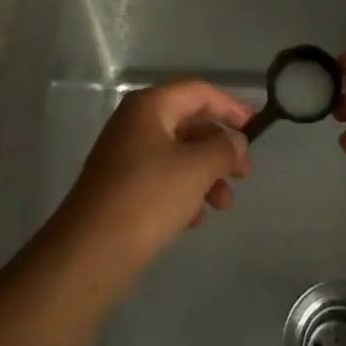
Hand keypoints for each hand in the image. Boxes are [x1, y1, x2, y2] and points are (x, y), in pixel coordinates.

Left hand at [52, 80, 253, 288]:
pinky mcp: (121, 188)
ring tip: (223, 205)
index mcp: (149, 106)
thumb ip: (224, 148)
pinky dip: (184, 192)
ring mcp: (125, 156)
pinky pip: (162, 179)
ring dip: (206, 175)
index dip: (230, 106)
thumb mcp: (196, 168)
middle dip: (220, 147)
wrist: (89, 253)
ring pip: (178, 155)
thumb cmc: (147, 197)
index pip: (199, 92)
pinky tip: (195, 219)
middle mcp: (135, 123)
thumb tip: (235, 141)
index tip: (255, 128)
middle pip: (189, 123)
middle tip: (244, 173)